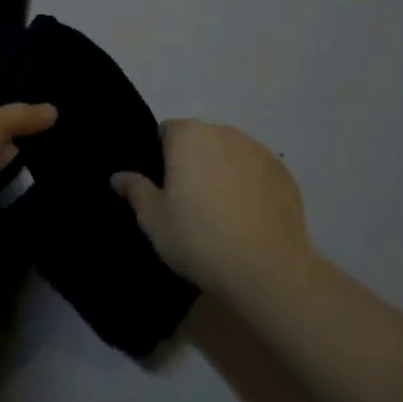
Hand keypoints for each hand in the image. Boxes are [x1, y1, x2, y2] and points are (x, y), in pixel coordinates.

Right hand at [112, 120, 310, 294]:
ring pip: (230, 154)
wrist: (267, 269)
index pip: (166, 132)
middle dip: (193, 162)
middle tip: (189, 203)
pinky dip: (250, 185)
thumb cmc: (199, 239)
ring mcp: (258, 151)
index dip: (161, 157)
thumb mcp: (154, 220)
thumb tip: (118, 176)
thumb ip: (136, 190)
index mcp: (188, 136)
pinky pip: (257, 172)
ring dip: (223, 171)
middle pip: (200, 140)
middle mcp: (224, 133)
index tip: (164, 188)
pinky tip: (248, 218)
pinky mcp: (284, 173)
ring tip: (222, 213)